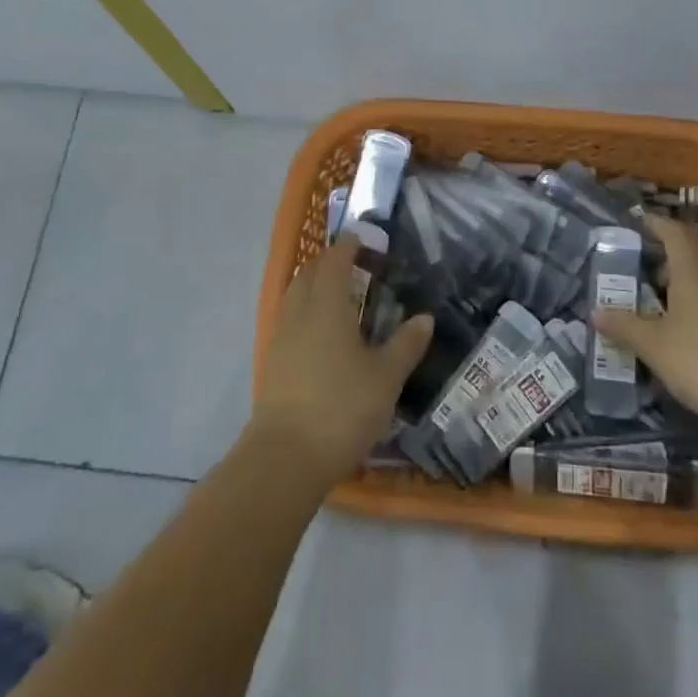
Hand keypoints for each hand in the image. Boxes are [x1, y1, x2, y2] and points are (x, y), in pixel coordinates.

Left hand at [251, 232, 432, 488]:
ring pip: (295, 295)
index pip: (336, 261)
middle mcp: (299, 312)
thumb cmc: (341, 408)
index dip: (349, 246)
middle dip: (329, 262)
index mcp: (327, 305)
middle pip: (310, 273)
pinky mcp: (272, 362)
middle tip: (355, 265)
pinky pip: (289, 319)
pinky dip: (305, 311)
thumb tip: (425, 318)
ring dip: (314, 285)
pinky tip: (321, 333)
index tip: (363, 238)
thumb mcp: (385, 378)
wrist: (284, 458)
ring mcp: (281, 337)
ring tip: (339, 295)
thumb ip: (406, 344)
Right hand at [594, 215, 697, 440]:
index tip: (636, 222)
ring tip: (662, 294)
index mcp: (693, 269)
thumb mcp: (655, 347)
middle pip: (696, 248)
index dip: (655, 223)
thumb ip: (624, 326)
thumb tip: (595, 311)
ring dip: (689, 275)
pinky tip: (690, 324)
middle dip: (672, 249)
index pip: (673, 232)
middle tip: (646, 261)